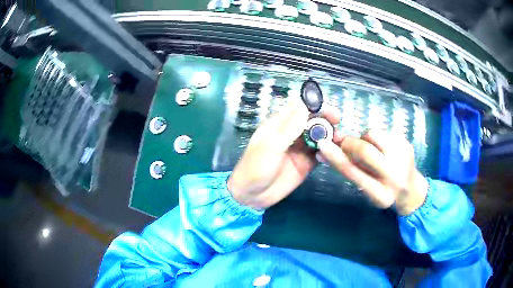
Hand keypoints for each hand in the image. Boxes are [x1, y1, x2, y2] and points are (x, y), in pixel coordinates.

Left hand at [228, 99, 340, 209]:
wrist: (252, 196)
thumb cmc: (255, 168)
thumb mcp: (270, 146)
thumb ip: (288, 128)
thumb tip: (304, 106)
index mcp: (280, 125)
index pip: (300, 109)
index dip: (315, 107)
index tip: (328, 111)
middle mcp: (292, 134)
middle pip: (313, 121)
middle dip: (326, 120)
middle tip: (337, 123)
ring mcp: (300, 149)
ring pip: (319, 137)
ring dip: (329, 136)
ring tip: (338, 140)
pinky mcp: (306, 163)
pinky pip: (320, 154)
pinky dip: (327, 152)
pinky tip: (330, 156)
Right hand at [317, 129, 428, 215]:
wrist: (411, 190)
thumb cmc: (384, 190)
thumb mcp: (366, 189)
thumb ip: (348, 170)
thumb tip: (324, 150)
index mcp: (380, 194)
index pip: (354, 173)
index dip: (336, 157)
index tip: (322, 144)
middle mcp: (394, 176)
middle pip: (364, 150)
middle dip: (350, 143)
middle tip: (346, 144)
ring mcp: (403, 157)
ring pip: (373, 134)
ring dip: (365, 139)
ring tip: (371, 149)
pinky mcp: (407, 143)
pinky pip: (383, 132)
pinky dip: (377, 139)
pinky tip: (383, 149)